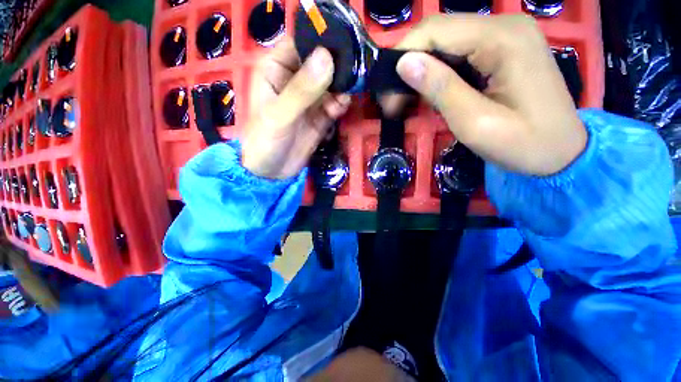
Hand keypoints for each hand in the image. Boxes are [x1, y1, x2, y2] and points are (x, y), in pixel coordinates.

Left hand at [242, 38, 350, 178]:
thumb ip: (301, 90)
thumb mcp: (280, 115)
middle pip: (323, 62)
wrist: (272, 172)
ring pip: (333, 83)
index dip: (322, 42)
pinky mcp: (321, 115)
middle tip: (352, 73)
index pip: (302, 43)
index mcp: (277, 68)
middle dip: (338, 66)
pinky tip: (340, 109)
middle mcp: (296, 78)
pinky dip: (341, 103)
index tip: (344, 47)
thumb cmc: (265, 141)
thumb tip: (327, 58)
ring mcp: (311, 98)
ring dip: (342, 87)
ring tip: (343, 98)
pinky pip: (336, 103)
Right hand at [395, 14, 586, 175]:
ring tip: (408, 102)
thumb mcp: (475, 122)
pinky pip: (461, 53)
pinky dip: (439, 73)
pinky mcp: (504, 50)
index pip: (435, 30)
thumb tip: (404, 63)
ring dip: (422, 71)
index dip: (403, 57)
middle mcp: (504, 26)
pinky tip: (433, 94)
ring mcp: (506, 36)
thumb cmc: (522, 144)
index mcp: (502, 39)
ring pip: (448, 43)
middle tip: (394, 103)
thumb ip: (440, 88)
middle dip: (409, 66)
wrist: (561, 153)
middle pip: (440, 33)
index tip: (387, 94)